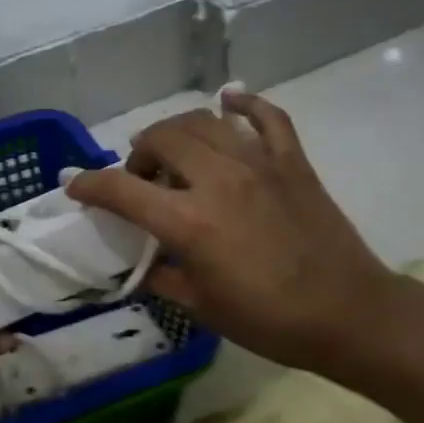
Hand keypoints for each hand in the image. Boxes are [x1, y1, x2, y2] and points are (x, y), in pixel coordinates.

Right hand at [66, 91, 394, 379]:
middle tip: (139, 177)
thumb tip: (144, 264)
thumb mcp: (202, 308)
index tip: (76, 187)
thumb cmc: (269, 321)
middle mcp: (218, 180)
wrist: (347, 314)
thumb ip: (163, 279)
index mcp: (189, 223)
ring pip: (205, 121)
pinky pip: (267, 117)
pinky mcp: (293, 161)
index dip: (90, 186)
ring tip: (173, 151)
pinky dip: (244, 103)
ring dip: (177, 130)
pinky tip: (230, 101)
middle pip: (162, 139)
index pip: (122, 190)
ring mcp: (260, 164)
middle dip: (138, 153)